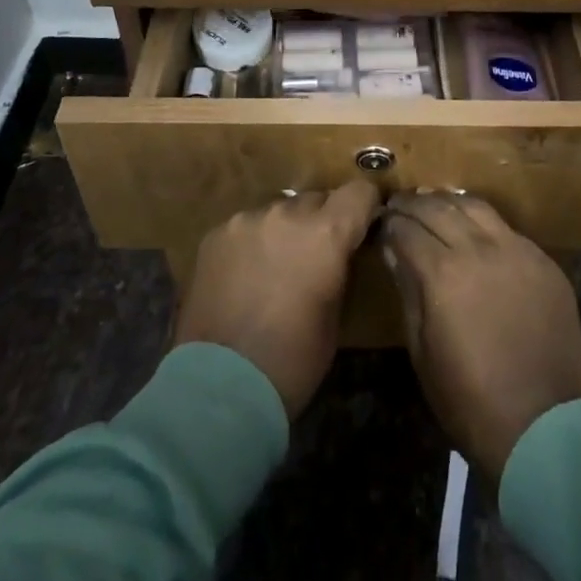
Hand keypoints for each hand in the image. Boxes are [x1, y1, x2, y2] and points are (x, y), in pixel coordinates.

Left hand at [176, 180, 381, 417]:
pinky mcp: (216, 233)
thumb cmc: (291, 362)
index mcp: (325, 234)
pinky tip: (242, 278)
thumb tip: (339, 252)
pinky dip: (251, 244)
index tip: (362, 224)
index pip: (358, 192)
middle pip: (316, 200)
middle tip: (313, 258)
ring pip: (278, 212)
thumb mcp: (334, 316)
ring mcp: (247, 220)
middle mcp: (287, 213)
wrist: (219, 388)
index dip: (364, 206)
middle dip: (320, 223)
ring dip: (283, 232)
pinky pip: (245, 227)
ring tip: (272, 270)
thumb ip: (338, 268)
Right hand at [382, 192, 580, 483]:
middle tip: (399, 203)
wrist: (545, 429)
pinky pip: (508, 229)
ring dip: (449, 201)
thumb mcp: (423, 352)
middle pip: (438, 208)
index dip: (390, 223)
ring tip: (434, 203)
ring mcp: (517, 251)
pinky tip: (475, 229)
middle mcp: (479, 249)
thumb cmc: (471, 400)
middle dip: (413, 203)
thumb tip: (394, 250)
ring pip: (476, 207)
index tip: (381, 222)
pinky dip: (484, 223)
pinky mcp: (544, 262)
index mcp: (444, 273)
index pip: (407, 229)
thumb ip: (408, 291)